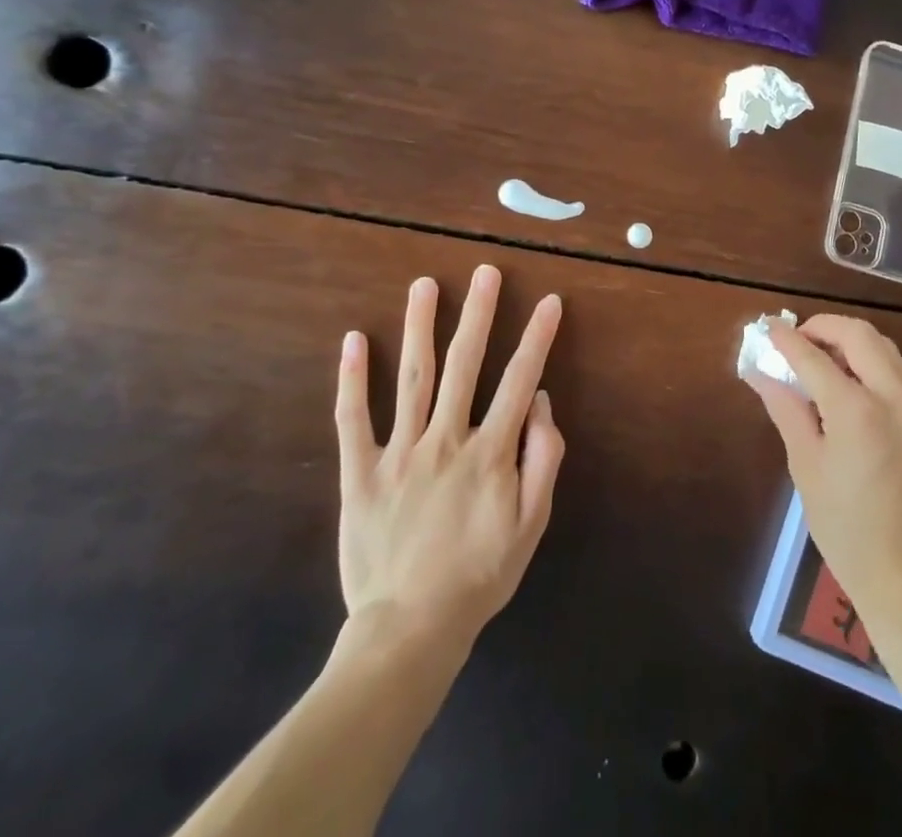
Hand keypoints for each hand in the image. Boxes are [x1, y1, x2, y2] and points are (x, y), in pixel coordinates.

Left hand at [335, 266, 564, 651]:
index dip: (537, 338)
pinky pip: (354, 419)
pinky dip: (351, 379)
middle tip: (485, 272)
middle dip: (478, 313)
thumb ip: (542, 459)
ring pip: (412, 378)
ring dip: (419, 327)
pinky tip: (352, 340)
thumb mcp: (531, 526)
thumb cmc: (479, 576)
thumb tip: (541, 402)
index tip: (549, 301)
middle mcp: (446, 439)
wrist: (410, 629)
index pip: (519, 380)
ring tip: (424, 285)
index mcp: (489, 452)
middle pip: (464, 364)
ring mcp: (399, 452)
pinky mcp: (360, 473)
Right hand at [743, 315, 901, 631]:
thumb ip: (785, 409)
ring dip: (847, 339)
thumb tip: (758, 371)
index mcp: (857, 409)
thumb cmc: (846, 529)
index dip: (786, 339)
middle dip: (822, 327)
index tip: (766, 327)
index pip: (814, 356)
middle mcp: (891, 396)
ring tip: (815, 357)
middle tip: (794, 342)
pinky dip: (865, 358)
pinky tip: (841, 380)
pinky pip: (891, 368)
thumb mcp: (806, 467)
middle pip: (858, 334)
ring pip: (881, 345)